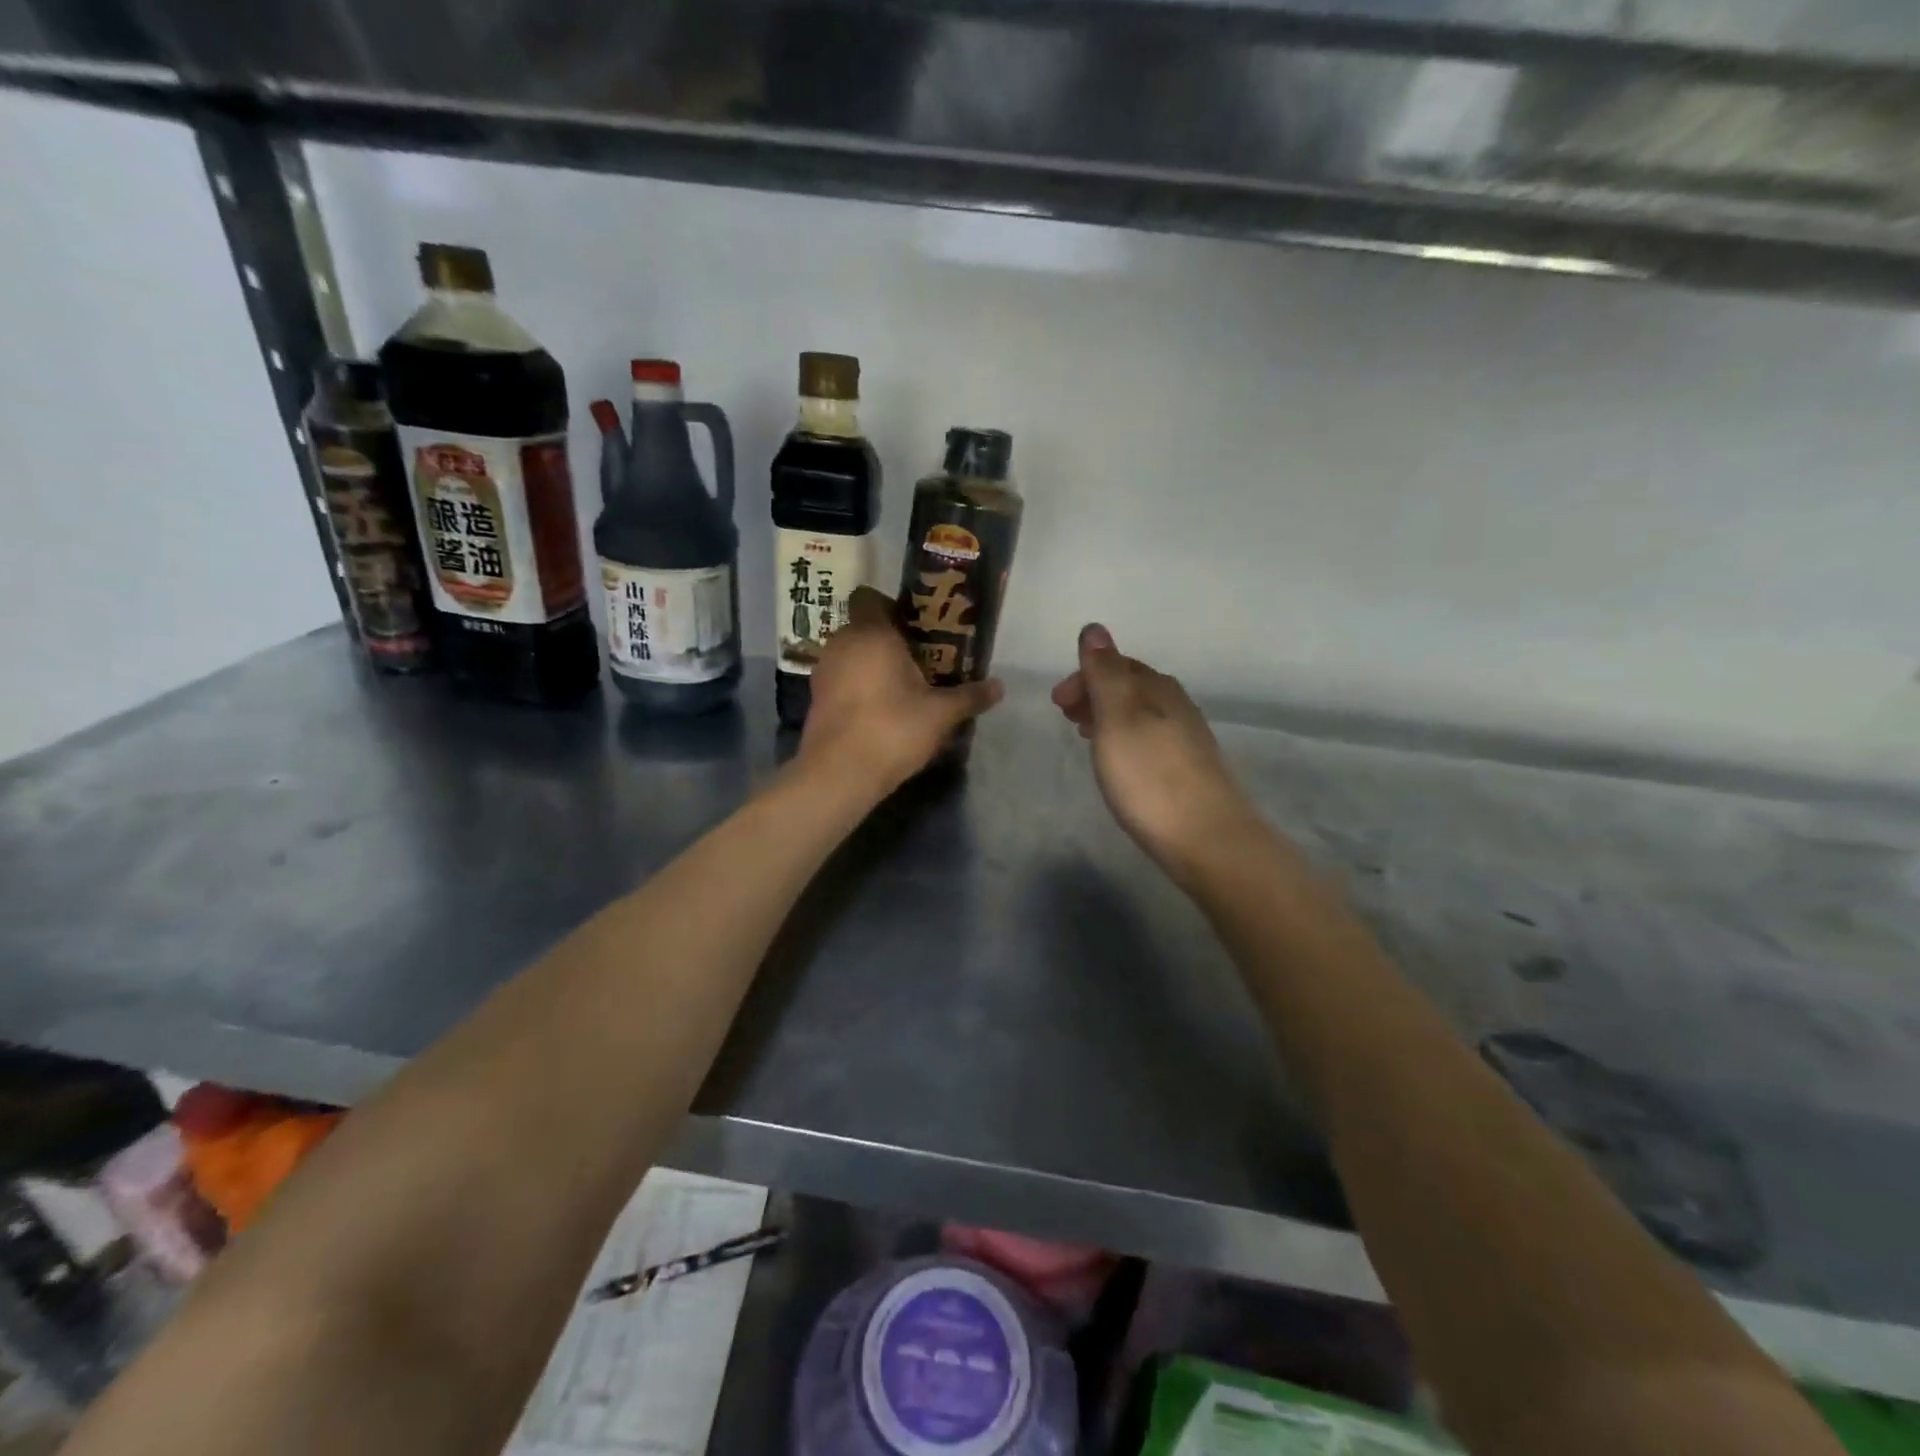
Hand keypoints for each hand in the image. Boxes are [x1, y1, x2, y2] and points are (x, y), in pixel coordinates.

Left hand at [799, 587, 1003, 795]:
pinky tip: (879, 709)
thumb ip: (969, 697)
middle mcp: (842, 643)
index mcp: (871, 633)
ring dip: (872, 664)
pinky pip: (842, 678)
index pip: (869, 597)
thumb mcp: (940, 714)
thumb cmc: (892, 729)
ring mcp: (824, 670)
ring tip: (902, 688)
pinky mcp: (816, 697)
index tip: (916, 628)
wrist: (839, 773)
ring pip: (852, 654)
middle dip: (889, 640)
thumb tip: (1000, 687)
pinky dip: (857, 685)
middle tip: (920, 661)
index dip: (892, 607)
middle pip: (864, 628)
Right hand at [1051, 625, 1264, 881]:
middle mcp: (1177, 706)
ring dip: (1109, 717)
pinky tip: (1121, 763)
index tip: (1056, 703)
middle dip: (1095, 694)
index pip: (1118, 665)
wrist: (1207, 839)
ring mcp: (1188, 740)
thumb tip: (1094, 627)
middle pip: (1132, 687)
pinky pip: (1151, 739)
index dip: (1084, 676)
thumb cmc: (1150, 777)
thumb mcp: (1118, 718)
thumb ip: (1104, 673)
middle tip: (1066, 717)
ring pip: (1142, 714)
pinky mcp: (1191, 771)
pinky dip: (1126, 739)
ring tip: (1086, 737)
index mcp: (1158, 689)